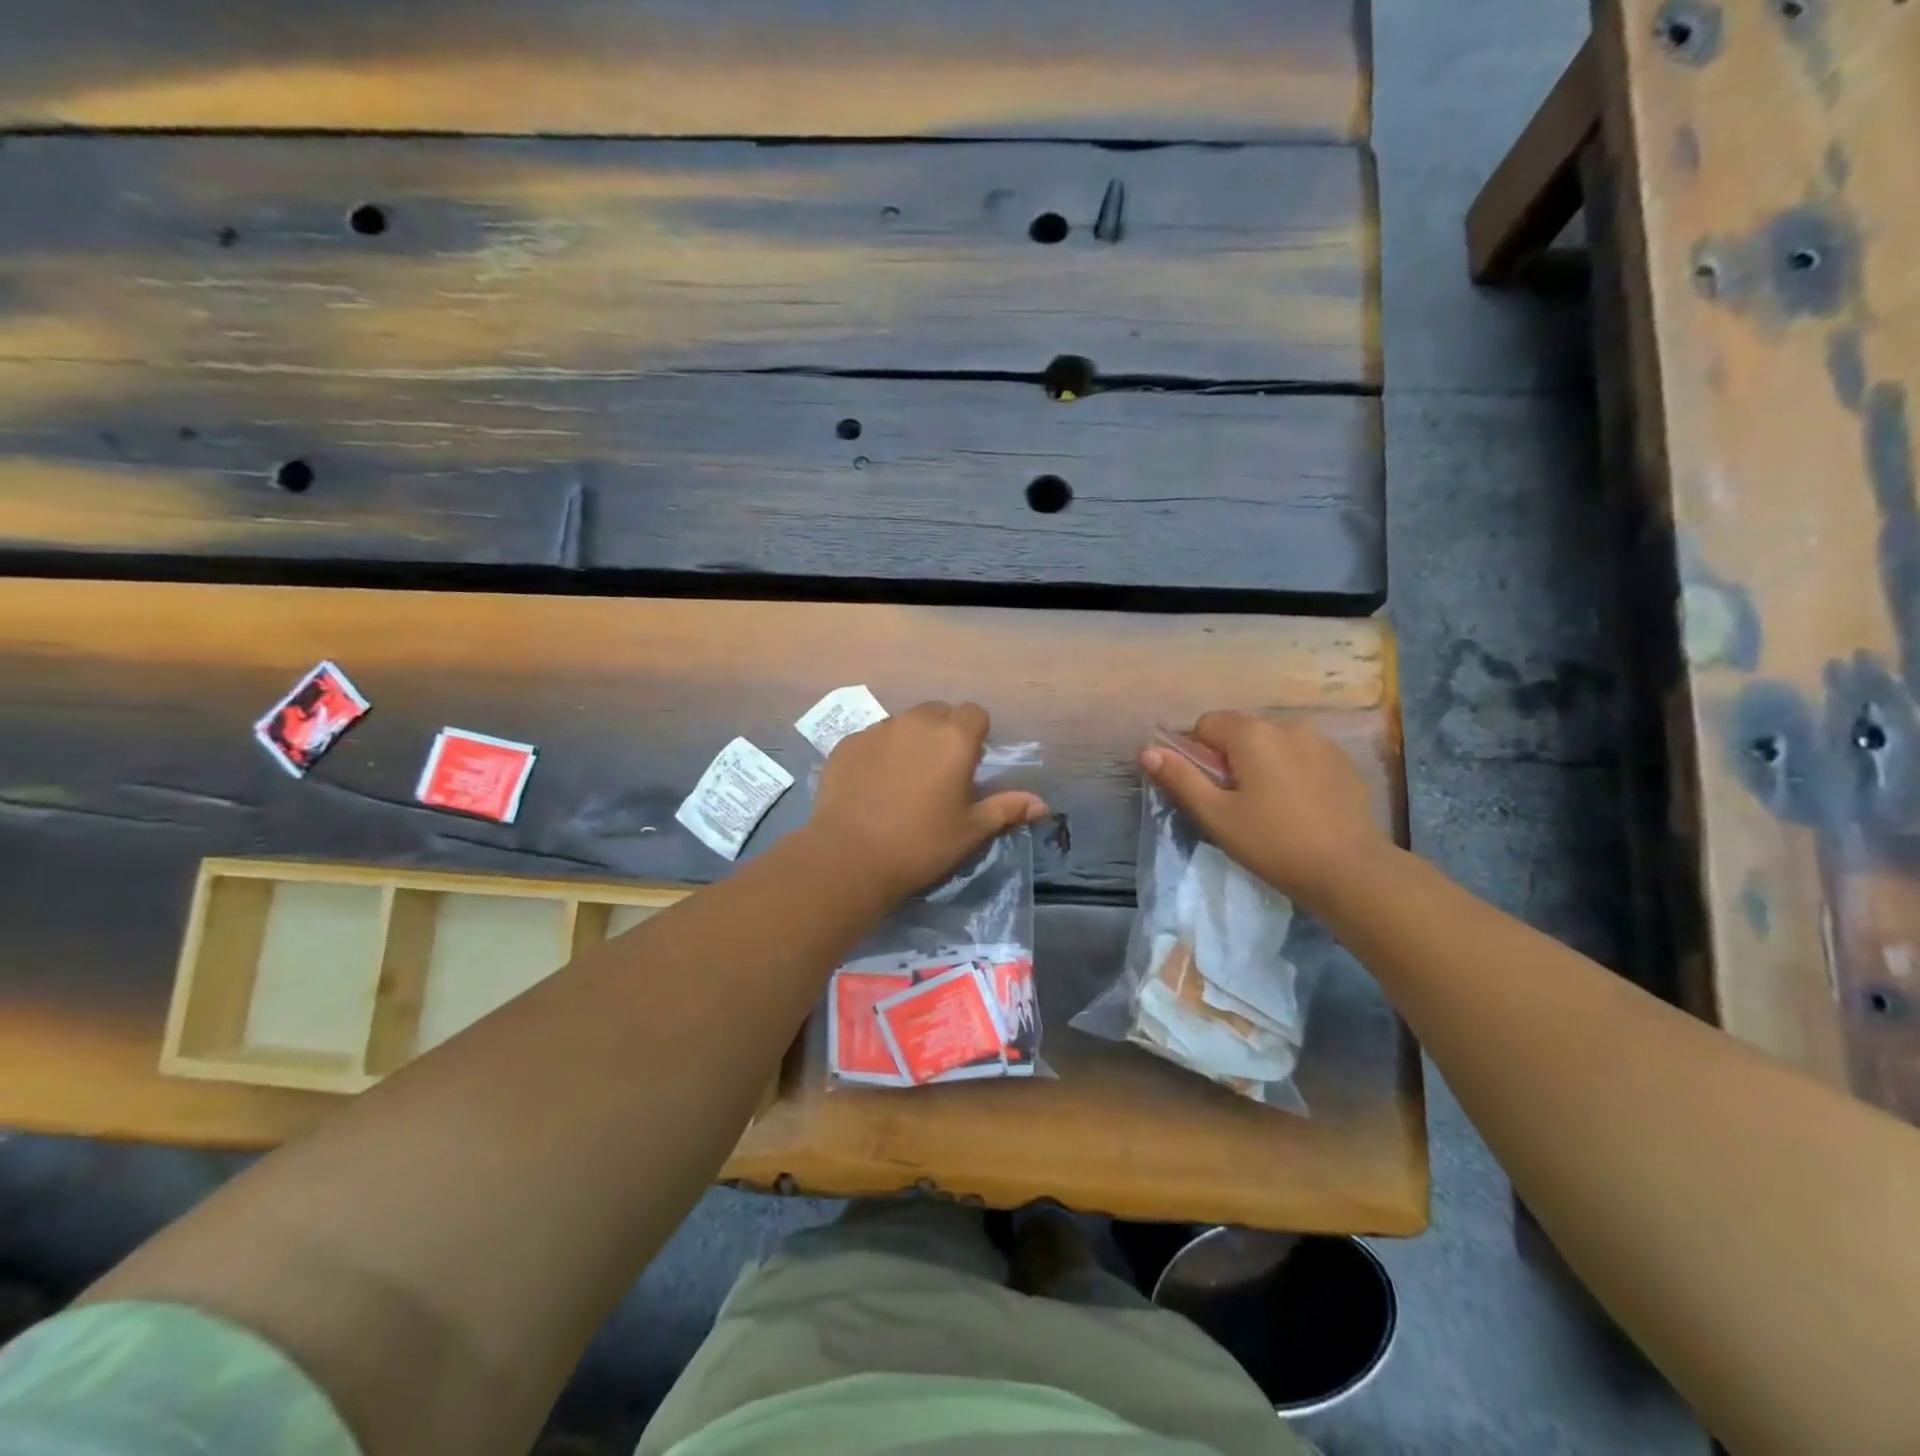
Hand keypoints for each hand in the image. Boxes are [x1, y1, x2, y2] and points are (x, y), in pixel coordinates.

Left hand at [808, 702, 1048, 900]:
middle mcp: (916, 723)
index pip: (975, 714)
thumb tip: (1042, 804)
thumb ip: (1006, 808)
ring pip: (904, 723)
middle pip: (939, 712)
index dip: (976, 735)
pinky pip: (873, 737)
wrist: (849, 858)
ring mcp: (878, 730)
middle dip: (944, 733)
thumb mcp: (970, 831)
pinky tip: (872, 785)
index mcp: (954, 739)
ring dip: (911, 740)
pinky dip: (879, 752)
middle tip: (939, 773)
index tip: (970, 765)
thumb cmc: (921, 845)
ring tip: (903, 779)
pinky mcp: (847, 743)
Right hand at [1141, 713, 1391, 911]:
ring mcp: (1321, 742)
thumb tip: (1147, 750)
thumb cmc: (1274, 843)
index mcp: (1252, 734)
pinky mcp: (1344, 763)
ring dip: (1262, 765)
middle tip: (1234, 805)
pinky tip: (1299, 809)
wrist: (1352, 871)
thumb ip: (1180, 778)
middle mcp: (1287, 726)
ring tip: (1270, 809)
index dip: (1196, 754)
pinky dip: (1292, 774)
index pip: (1206, 724)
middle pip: (1241, 732)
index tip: (1206, 790)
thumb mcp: (1216, 815)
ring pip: (1273, 745)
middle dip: (1230, 760)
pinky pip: (1303, 757)